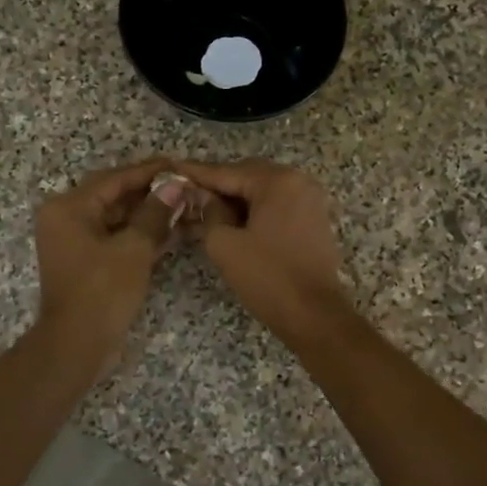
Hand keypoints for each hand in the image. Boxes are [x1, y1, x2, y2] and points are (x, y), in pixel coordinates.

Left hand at [32, 159, 177, 366]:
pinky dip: (140, 235)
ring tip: (184, 207)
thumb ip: (155, 213)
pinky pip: (116, 239)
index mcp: (68, 208)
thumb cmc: (102, 291)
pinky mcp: (88, 263)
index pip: (114, 179)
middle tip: (185, 186)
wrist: (78, 345)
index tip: (178, 165)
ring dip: (148, 215)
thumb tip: (176, 186)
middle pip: (114, 197)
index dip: (148, 171)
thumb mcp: (134, 248)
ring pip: (117, 219)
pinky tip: (172, 231)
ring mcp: (76, 243)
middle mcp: (67, 219)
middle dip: (150, 193)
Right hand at [173, 160, 351, 338]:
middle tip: (186, 196)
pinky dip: (253, 211)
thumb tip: (203, 197)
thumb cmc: (267, 278)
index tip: (171, 170)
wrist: (315, 315)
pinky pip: (276, 206)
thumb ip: (209, 212)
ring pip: (262, 191)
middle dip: (217, 186)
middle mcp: (298, 181)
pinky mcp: (313, 220)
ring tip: (204, 212)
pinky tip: (231, 223)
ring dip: (235, 200)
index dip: (196, 174)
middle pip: (247, 176)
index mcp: (278, 181)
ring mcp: (310, 200)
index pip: (227, 171)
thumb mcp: (225, 244)